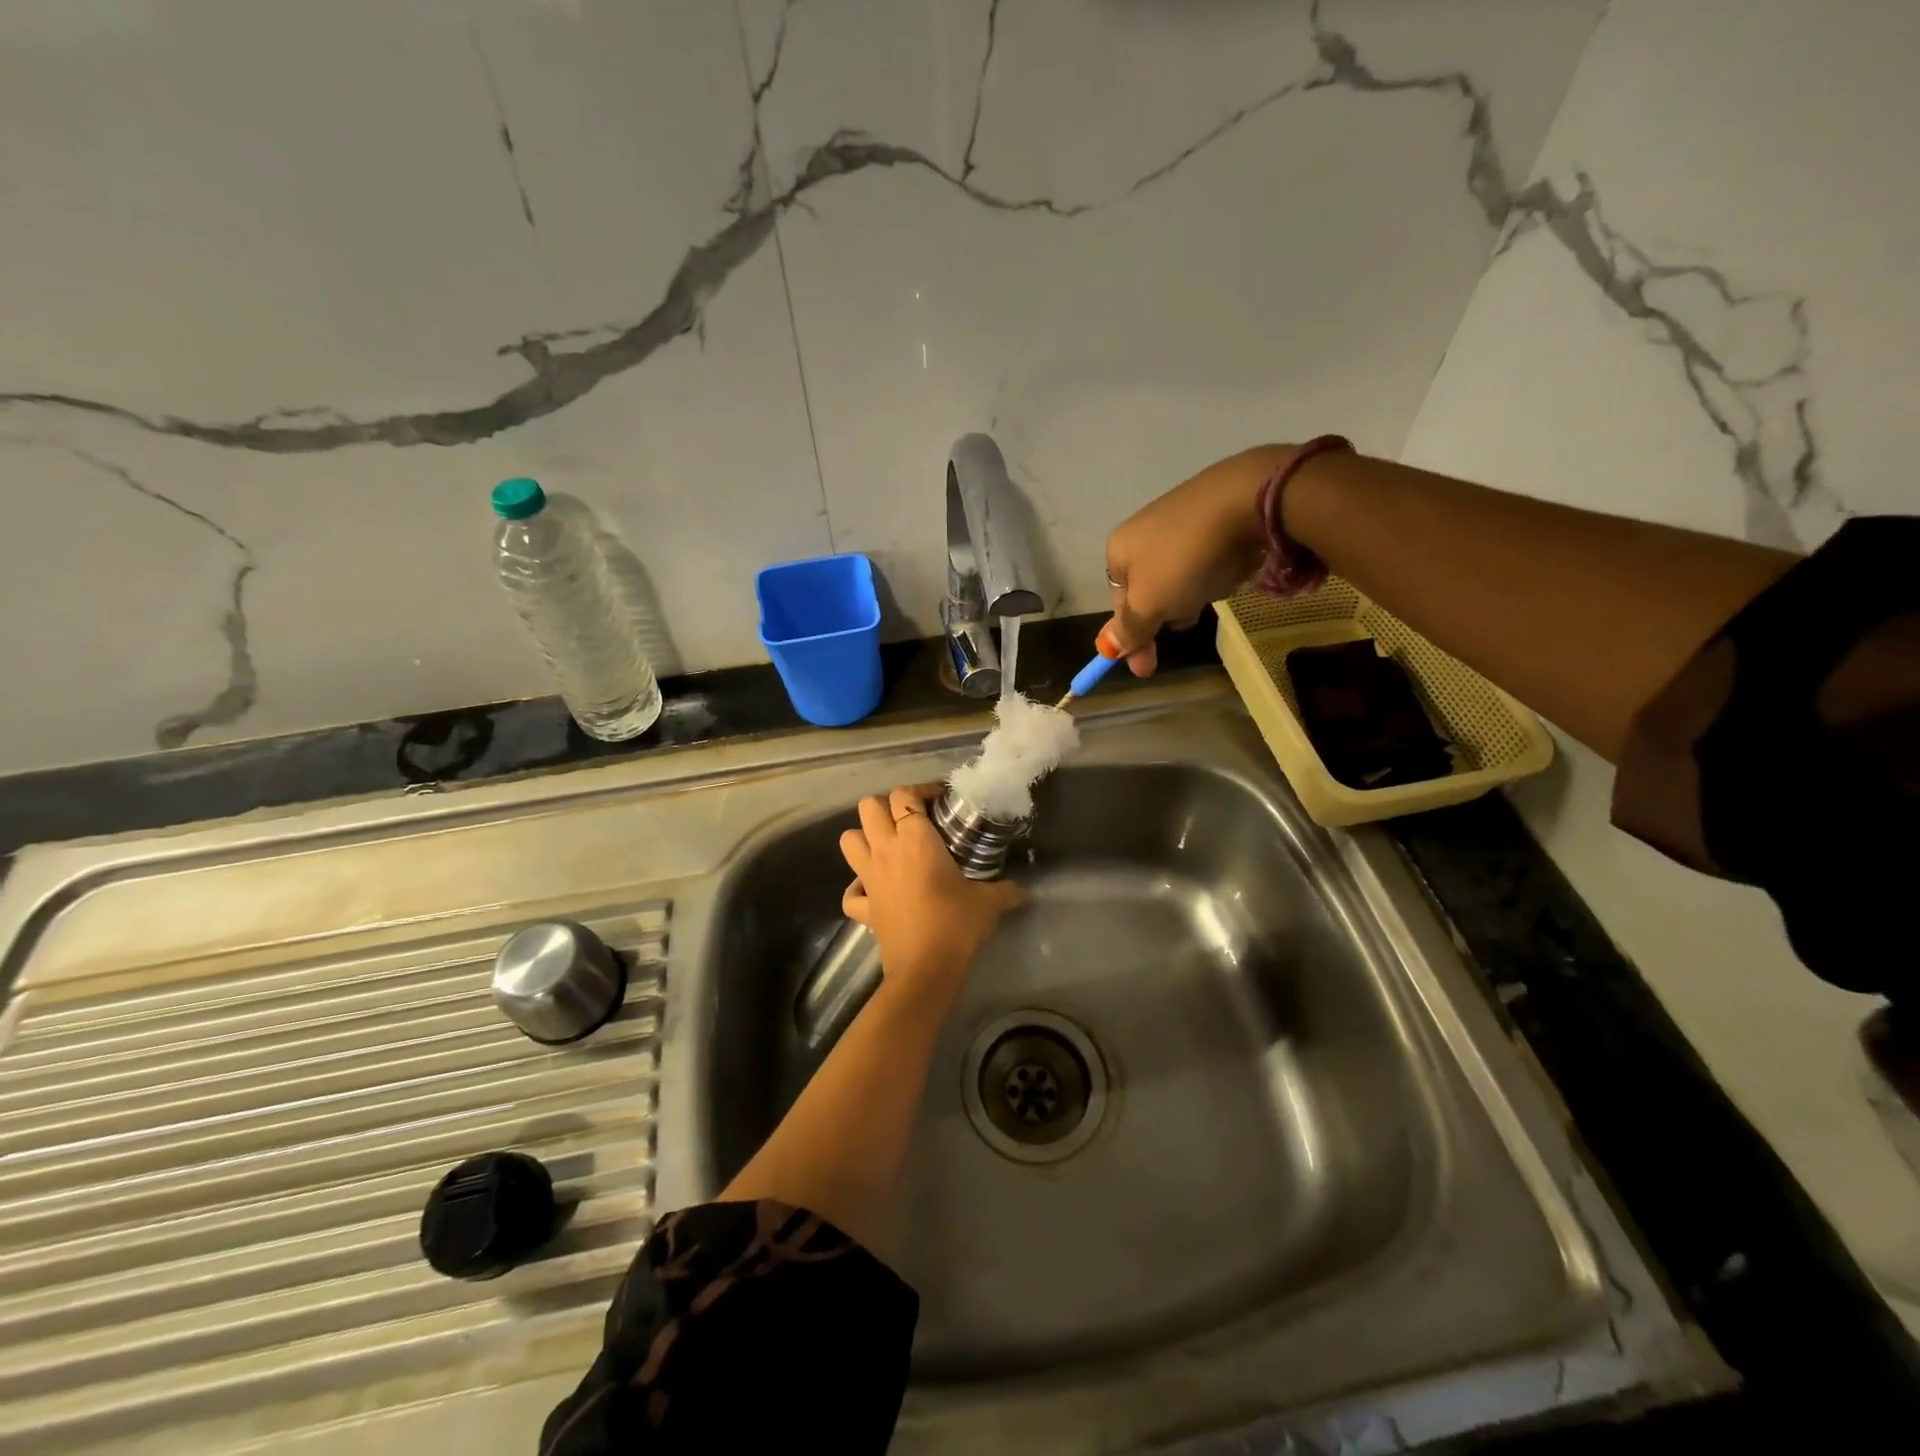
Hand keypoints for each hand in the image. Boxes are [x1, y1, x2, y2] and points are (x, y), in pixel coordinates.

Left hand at [838, 784, 1024, 1006]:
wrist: (926, 969)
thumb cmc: (956, 924)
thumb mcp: (989, 902)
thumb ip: (1007, 890)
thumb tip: (1024, 890)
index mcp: (915, 839)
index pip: (904, 795)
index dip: (920, 790)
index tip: (940, 802)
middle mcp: (886, 850)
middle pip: (868, 806)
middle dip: (886, 805)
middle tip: (911, 819)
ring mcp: (869, 878)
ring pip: (848, 839)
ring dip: (864, 836)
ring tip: (888, 845)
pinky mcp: (863, 908)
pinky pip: (850, 891)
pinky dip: (857, 887)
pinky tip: (873, 889)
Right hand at [1102, 445, 1293, 674]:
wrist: (1247, 499)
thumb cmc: (1186, 558)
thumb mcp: (1150, 604)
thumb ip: (1129, 629)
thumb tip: (1109, 649)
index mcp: (1118, 549)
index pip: (1117, 604)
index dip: (1132, 636)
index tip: (1148, 667)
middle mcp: (1142, 531)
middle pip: (1149, 591)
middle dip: (1167, 610)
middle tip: (1189, 618)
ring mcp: (1178, 519)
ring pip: (1179, 576)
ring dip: (1194, 592)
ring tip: (1214, 585)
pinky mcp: (1211, 513)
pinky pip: (1207, 557)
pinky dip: (1216, 568)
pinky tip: (1232, 565)